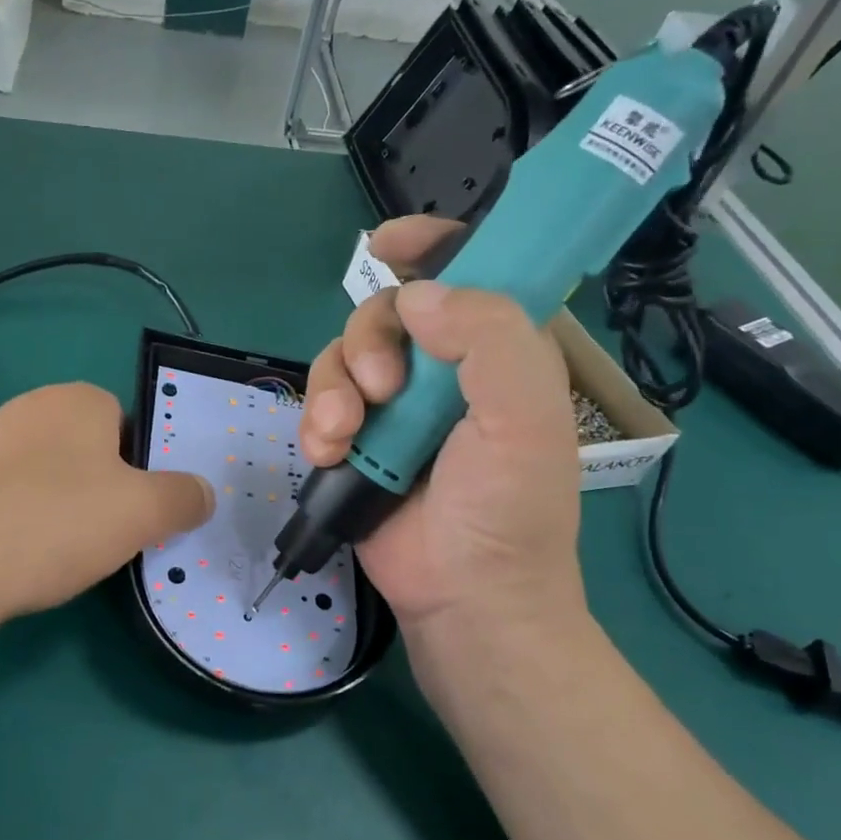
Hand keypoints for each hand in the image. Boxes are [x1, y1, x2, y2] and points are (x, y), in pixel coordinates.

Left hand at [0, 382, 214, 620]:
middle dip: (107, 493)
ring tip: (63, 556)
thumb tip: (201, 494)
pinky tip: (23, 560)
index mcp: (78, 399)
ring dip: (67, 512)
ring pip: (52, 478)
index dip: (144, 471)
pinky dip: (27, 526)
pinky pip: (13, 499)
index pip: (131, 425)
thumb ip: (184, 497)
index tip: (140, 514)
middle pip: (92, 452)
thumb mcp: (144, 512)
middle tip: (108, 538)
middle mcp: (30, 408)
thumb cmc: (54, 524)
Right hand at [301, 216, 588, 657]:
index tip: (388, 242)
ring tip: (343, 434)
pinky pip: (320, 402)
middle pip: (387, 311)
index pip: (468, 272)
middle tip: (383, 389)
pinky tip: (329, 453)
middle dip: (371, 341)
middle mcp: (445, 369)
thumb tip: (418, 297)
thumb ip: (488, 339)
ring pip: (343, 354)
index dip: (431, 245)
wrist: (464, 596)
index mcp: (499, 351)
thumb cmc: (507, 510)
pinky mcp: (356, 439)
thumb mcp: (523, 418)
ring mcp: (395, 406)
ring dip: (334, 388)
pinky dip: (317, 422)